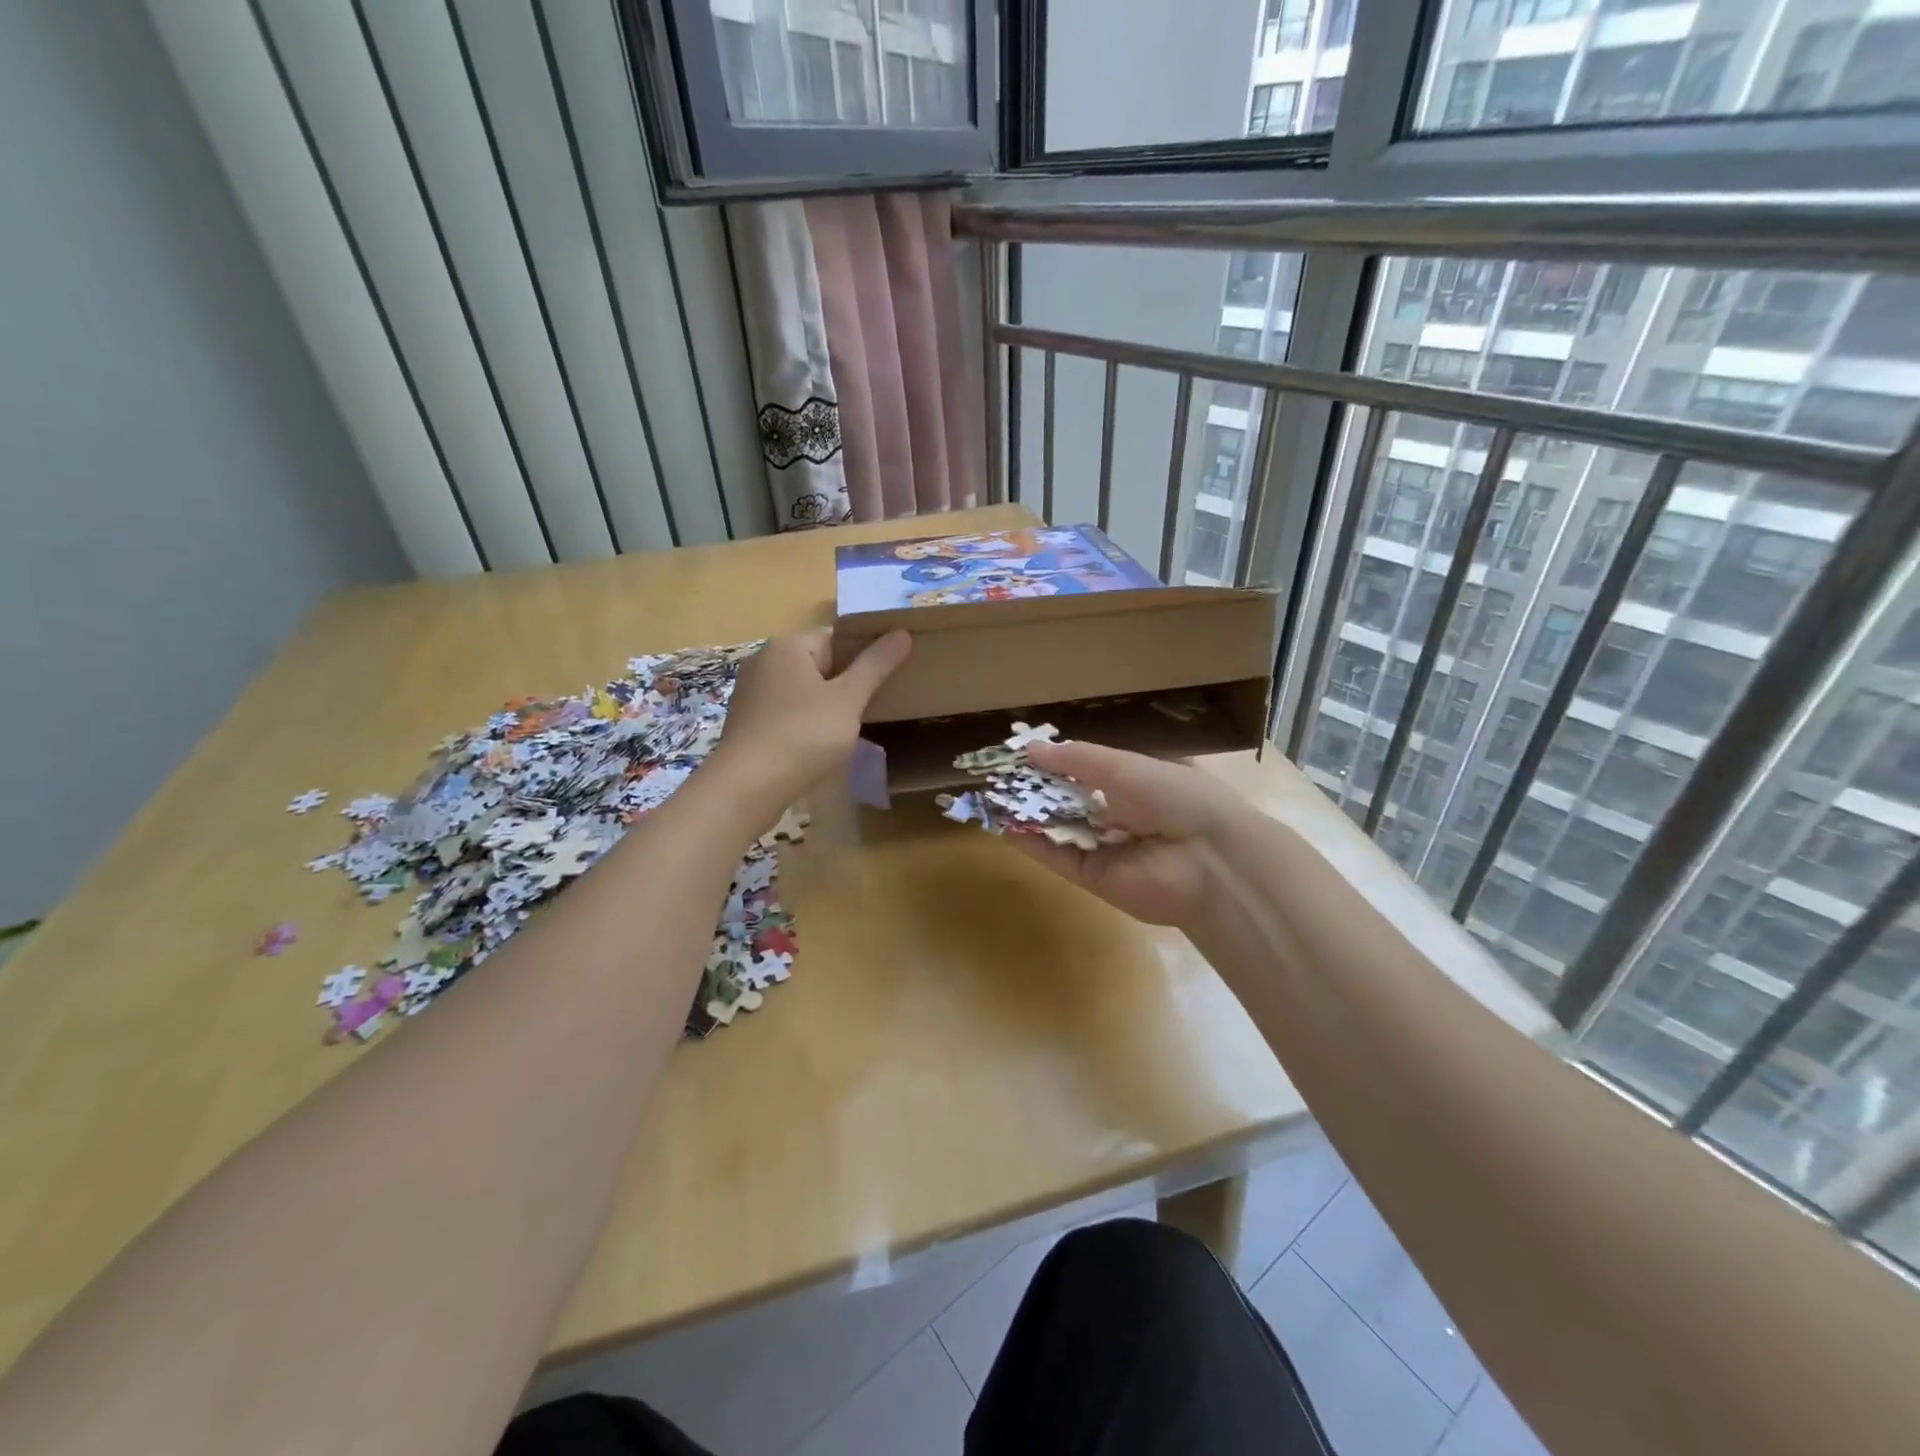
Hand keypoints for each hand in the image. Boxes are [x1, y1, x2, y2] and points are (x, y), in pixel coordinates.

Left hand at [711, 628, 910, 810]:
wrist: (748, 787)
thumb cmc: (803, 735)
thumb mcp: (848, 699)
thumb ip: (875, 665)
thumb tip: (901, 632)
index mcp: (788, 646)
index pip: (837, 636)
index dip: (866, 652)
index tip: (891, 674)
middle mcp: (765, 661)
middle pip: (819, 662)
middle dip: (848, 680)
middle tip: (879, 701)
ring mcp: (752, 692)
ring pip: (804, 689)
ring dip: (829, 703)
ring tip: (856, 725)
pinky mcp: (749, 722)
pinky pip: (788, 711)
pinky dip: (808, 721)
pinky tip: (823, 743)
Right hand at [1007, 740, 1238, 929]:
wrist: (1208, 860)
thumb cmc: (1173, 796)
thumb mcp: (1123, 765)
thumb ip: (1075, 759)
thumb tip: (1030, 748)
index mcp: (1135, 781)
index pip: (1087, 768)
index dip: (1055, 760)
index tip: (1021, 751)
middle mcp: (1119, 813)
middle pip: (1068, 798)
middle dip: (1035, 786)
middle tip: (997, 772)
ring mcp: (1104, 847)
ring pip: (1058, 826)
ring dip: (1027, 811)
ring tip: (990, 793)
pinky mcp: (1092, 876)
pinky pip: (1057, 855)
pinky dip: (1031, 840)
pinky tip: (1002, 822)